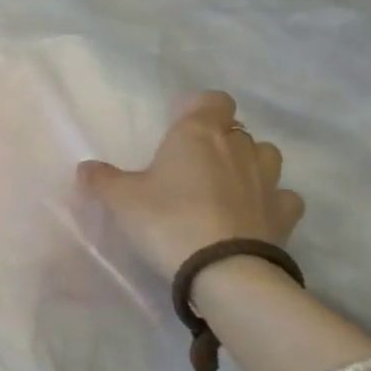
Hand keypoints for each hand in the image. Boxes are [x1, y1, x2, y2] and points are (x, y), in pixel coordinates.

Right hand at [79, 91, 304, 277]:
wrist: (223, 270)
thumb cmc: (167, 220)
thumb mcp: (121, 200)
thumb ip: (102, 180)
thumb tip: (85, 168)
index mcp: (198, 133)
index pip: (213, 100)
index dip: (200, 109)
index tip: (181, 127)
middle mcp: (238, 147)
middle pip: (236, 129)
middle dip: (220, 141)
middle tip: (193, 165)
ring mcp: (267, 180)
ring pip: (265, 156)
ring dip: (249, 165)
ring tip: (226, 186)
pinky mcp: (285, 214)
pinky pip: (283, 197)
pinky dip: (271, 201)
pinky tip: (253, 214)